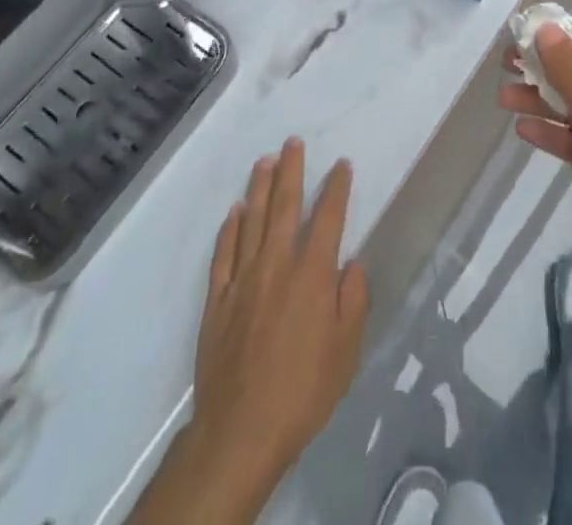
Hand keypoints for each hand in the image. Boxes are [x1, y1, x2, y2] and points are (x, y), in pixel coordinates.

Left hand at [177, 139, 368, 516]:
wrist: (241, 430)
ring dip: (258, 188)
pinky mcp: (217, 299)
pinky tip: (234, 212)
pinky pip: (223, 253)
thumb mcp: (346, 351)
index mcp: (312, 274)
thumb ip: (353, 300)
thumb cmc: (303, 391)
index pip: (327, 217)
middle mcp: (277, 264)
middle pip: (284, 206)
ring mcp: (243, 279)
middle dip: (291, 171)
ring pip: (251, 221)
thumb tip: (352, 263)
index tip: (341, 164)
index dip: (336, 188)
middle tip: (292, 142)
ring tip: (264, 161)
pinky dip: (229, 229)